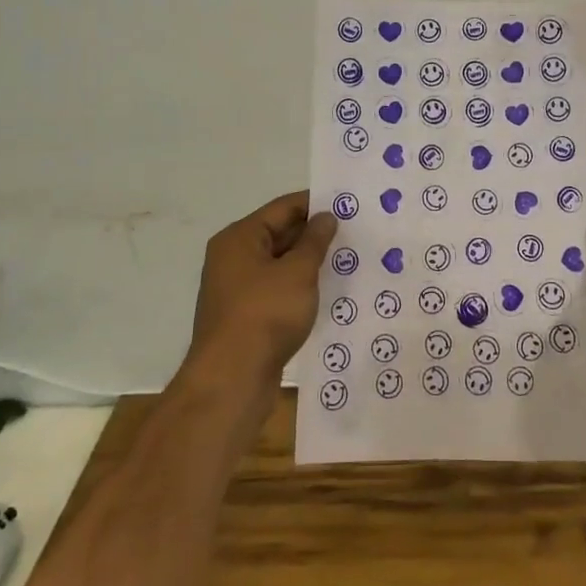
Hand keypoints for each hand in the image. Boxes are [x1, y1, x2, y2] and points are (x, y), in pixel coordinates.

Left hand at [186, 191, 334, 391]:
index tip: (348, 204)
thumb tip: (325, 216)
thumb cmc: (265, 315)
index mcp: (240, 238)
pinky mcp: (245, 317)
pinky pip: (277, 290)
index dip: (315, 203)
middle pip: (279, 234)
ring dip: (309, 263)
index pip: (283, 208)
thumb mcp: (298, 272)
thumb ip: (315, 241)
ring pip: (280, 264)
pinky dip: (299, 287)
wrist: (231, 381)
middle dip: (314, 234)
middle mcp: (233, 258)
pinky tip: (326, 292)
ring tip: (347, 260)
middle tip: (354, 231)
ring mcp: (237, 289)